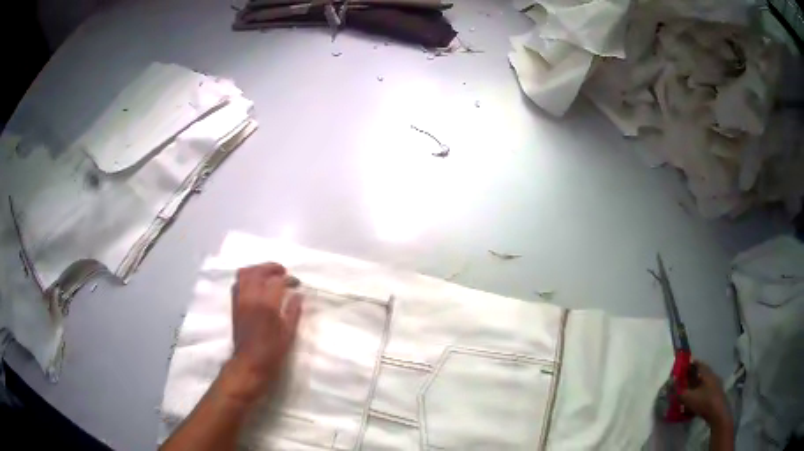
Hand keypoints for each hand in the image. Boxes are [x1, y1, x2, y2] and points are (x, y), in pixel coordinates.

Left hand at [223, 262, 301, 403]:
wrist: (249, 363)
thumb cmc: (272, 352)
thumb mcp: (288, 334)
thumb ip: (293, 311)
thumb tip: (298, 295)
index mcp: (266, 305)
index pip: (277, 281)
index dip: (289, 279)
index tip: (296, 283)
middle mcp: (251, 297)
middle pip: (258, 271)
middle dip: (272, 268)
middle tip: (283, 272)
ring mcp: (240, 299)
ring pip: (245, 273)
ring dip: (258, 270)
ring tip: (268, 275)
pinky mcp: (234, 304)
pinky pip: (238, 282)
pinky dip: (247, 278)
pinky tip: (256, 284)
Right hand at [679, 360, 732, 429]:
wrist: (717, 412)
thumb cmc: (704, 401)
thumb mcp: (688, 398)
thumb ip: (679, 392)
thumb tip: (671, 386)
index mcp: (706, 372)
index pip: (698, 363)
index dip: (690, 364)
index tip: (682, 367)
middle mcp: (712, 375)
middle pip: (701, 373)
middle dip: (692, 376)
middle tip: (683, 381)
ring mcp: (715, 384)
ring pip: (704, 382)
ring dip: (696, 385)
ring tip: (687, 392)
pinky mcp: (715, 394)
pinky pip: (705, 390)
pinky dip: (699, 392)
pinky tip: (694, 401)